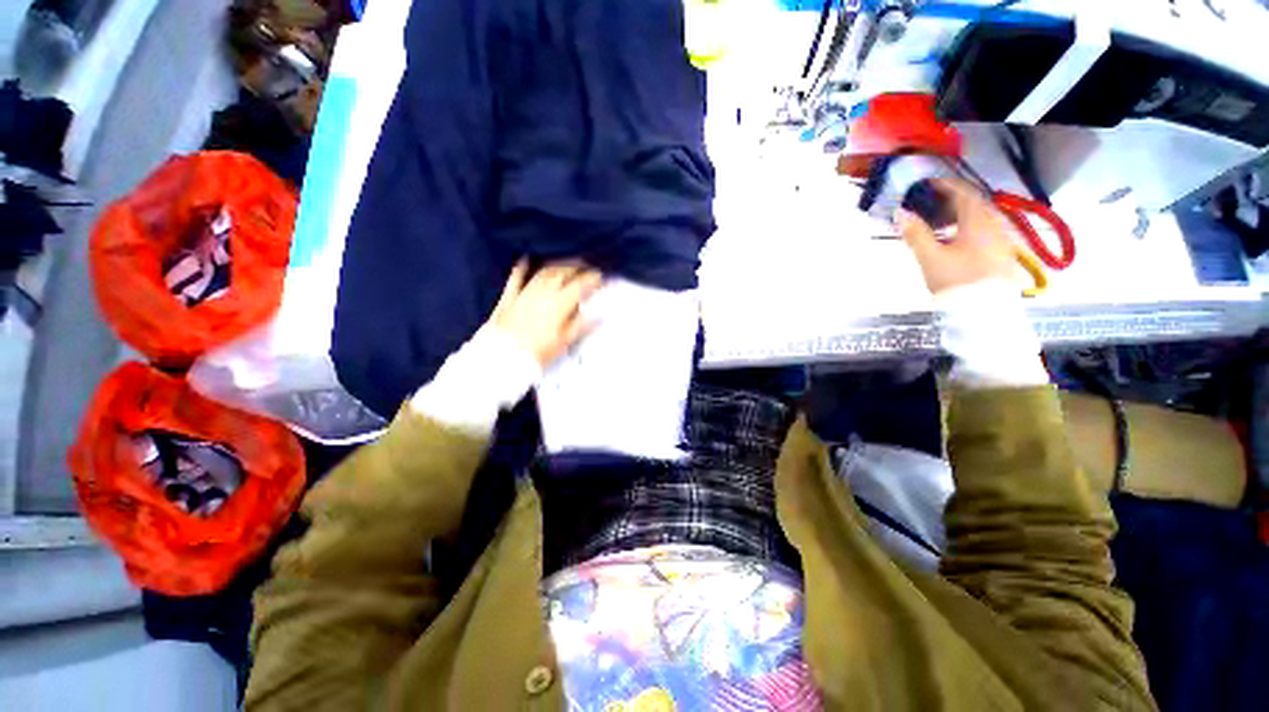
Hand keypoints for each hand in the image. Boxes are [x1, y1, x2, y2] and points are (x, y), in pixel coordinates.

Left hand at [489, 260, 602, 367]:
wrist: (505, 356)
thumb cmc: (538, 351)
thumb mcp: (565, 340)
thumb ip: (583, 324)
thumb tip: (599, 316)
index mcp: (560, 303)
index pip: (580, 285)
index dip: (591, 279)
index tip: (599, 277)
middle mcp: (544, 293)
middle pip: (562, 273)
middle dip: (576, 267)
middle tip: (585, 267)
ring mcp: (525, 293)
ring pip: (543, 273)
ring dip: (556, 266)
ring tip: (565, 265)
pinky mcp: (509, 297)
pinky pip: (516, 278)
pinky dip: (522, 268)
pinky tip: (525, 260)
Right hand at [897, 178, 1017, 295]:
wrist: (982, 312)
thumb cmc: (955, 281)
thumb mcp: (930, 257)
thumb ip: (915, 233)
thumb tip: (900, 213)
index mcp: (978, 222)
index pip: (963, 193)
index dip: (944, 185)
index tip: (926, 185)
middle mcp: (994, 225)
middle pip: (974, 203)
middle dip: (951, 199)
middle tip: (929, 203)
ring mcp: (1001, 240)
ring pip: (980, 217)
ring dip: (959, 213)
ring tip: (939, 221)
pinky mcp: (1000, 253)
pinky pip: (984, 230)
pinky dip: (967, 226)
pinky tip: (954, 238)